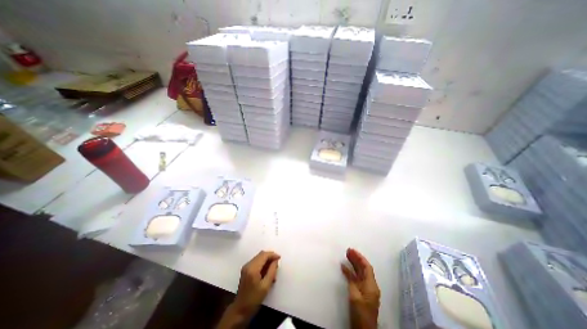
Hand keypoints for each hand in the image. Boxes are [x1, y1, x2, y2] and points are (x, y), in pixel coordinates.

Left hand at [233, 250, 279, 317]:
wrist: (240, 310)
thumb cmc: (254, 299)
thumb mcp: (266, 286)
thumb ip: (272, 271)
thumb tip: (275, 261)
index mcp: (252, 268)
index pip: (264, 255)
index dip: (272, 255)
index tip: (279, 258)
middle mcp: (248, 265)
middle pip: (261, 254)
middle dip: (270, 257)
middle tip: (276, 265)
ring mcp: (246, 267)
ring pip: (259, 257)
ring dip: (266, 261)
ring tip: (272, 271)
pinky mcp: (246, 270)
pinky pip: (256, 262)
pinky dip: (262, 264)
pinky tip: (266, 273)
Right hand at [340, 247, 380, 327]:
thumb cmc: (360, 313)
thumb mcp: (355, 296)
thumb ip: (351, 281)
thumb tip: (345, 268)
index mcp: (371, 285)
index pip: (367, 267)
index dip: (360, 257)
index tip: (352, 250)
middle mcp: (370, 285)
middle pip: (363, 269)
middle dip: (356, 259)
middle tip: (348, 251)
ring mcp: (365, 289)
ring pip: (360, 273)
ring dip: (353, 264)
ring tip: (346, 255)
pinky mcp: (361, 293)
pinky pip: (356, 279)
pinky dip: (350, 273)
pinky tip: (344, 267)